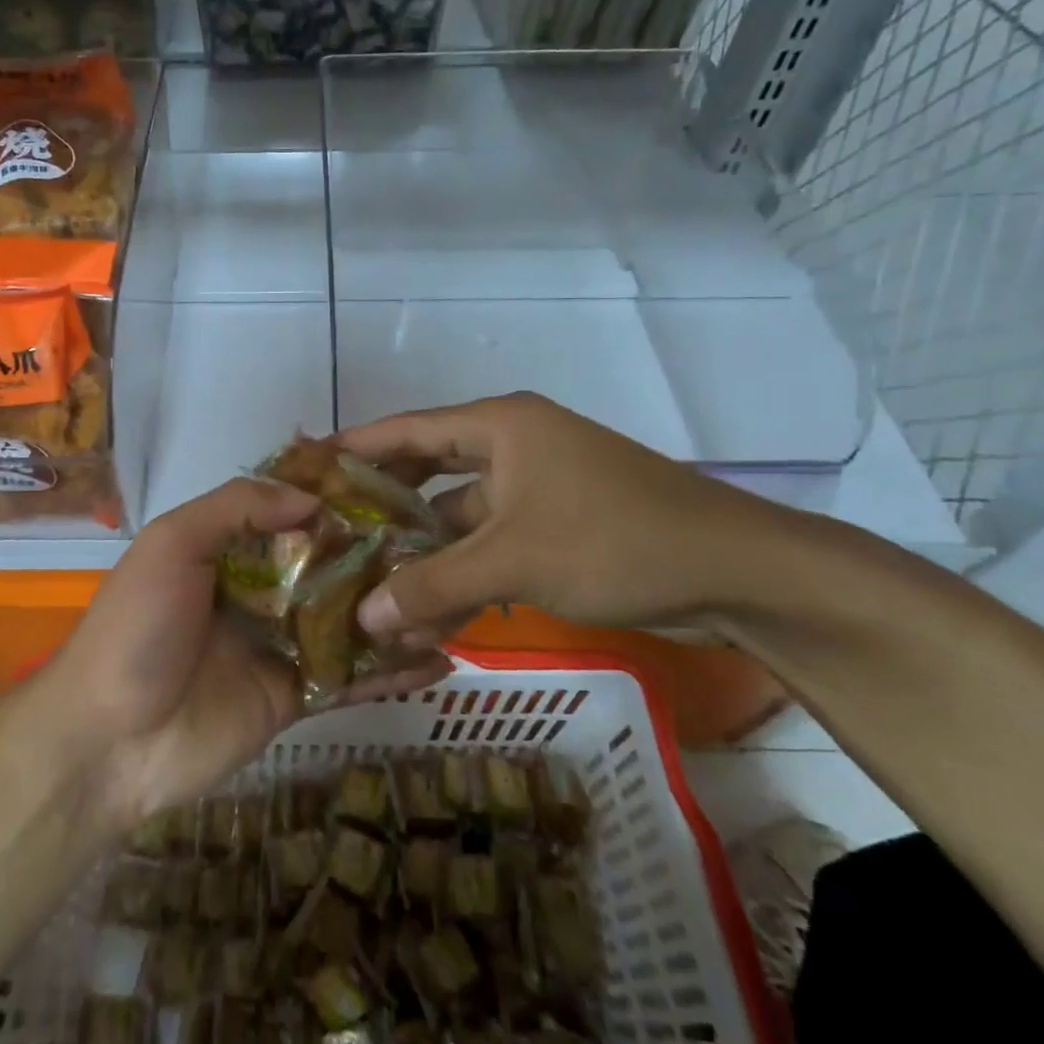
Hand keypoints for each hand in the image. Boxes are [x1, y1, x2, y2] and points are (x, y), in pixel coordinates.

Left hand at [41, 478, 451, 831]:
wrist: (109, 741)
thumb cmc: (137, 627)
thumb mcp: (173, 544)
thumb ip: (236, 508)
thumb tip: (312, 498)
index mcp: (229, 550)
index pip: (293, 515)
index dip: (337, 502)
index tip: (394, 488)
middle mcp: (260, 591)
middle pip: (330, 567)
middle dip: (379, 556)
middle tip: (443, 543)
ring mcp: (280, 646)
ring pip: (349, 621)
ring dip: (394, 611)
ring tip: (455, 599)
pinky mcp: (295, 698)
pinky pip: (350, 679)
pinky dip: (392, 673)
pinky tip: (440, 662)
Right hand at [340, 392, 785, 650]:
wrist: (737, 570)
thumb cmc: (615, 540)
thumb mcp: (514, 561)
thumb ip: (433, 586)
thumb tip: (364, 617)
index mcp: (499, 426)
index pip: (407, 429)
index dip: (355, 447)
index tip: (306, 467)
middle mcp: (512, 444)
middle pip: (428, 470)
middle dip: (384, 504)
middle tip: (329, 530)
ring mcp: (537, 485)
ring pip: (460, 514)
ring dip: (424, 549)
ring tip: (369, 580)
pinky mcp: (557, 522)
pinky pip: (491, 539)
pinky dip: (463, 568)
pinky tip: (430, 605)